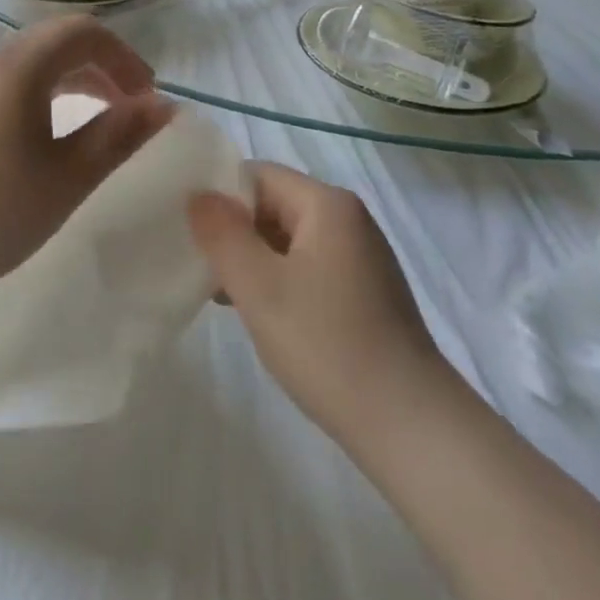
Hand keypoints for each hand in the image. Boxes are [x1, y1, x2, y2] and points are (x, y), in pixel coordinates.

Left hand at [0, 15, 174, 310]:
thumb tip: (164, 105)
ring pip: (33, 63)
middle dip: (103, 66)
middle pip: (57, 42)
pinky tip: (52, 136)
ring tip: (102, 119)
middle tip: (133, 107)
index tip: (148, 96)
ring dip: (75, 81)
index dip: (124, 56)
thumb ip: (119, 135)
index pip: (83, 32)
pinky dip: (45, 95)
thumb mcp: (67, 178)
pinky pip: (10, 83)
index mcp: (18, 67)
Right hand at [188, 162, 448, 446]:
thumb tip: (199, 194)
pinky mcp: (366, 290)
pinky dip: (281, 280)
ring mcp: (361, 255)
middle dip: (235, 232)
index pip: (259, 175)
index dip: (220, 197)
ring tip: (223, 296)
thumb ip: (222, 234)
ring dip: (255, 260)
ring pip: (290, 239)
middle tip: (202, 268)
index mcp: (327, 204)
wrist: (409, 424)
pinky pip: (310, 266)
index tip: (190, 233)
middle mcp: (349, 218)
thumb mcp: (260, 287)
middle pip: (275, 204)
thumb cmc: (327, 345)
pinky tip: (263, 315)